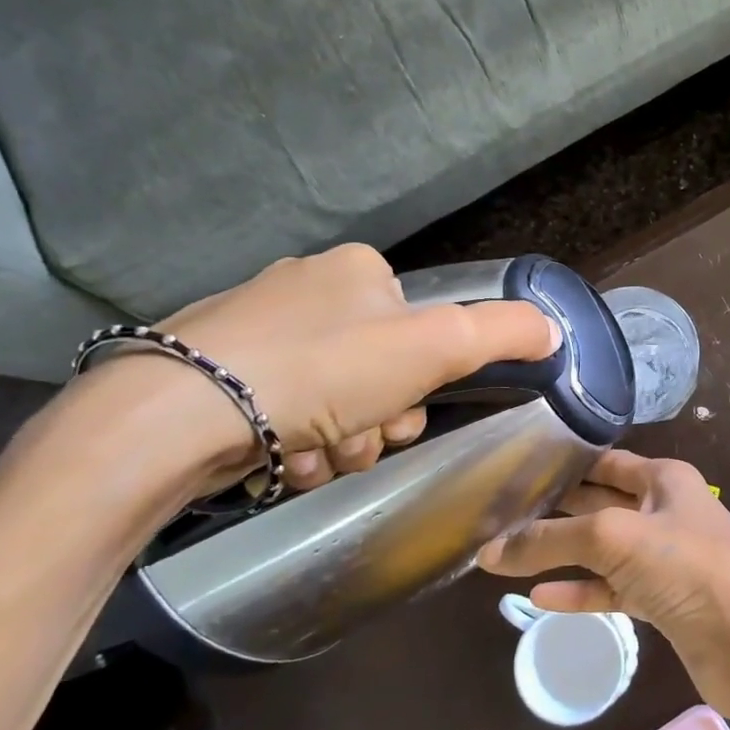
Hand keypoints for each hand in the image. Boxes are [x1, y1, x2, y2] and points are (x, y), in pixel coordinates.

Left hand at [72, 244, 559, 494]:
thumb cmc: (322, 371)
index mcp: (358, 270)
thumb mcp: (434, 347)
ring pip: (334, 400)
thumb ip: (502, 333)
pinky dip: (293, 445)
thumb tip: (553, 328)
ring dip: (340, 442)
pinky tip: (279, 460)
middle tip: (360, 441)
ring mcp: (254, 328)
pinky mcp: (213, 371)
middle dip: (378, 421)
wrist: (177, 414)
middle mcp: (306, 288)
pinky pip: (284, 412)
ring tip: (311, 457)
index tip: (405, 413)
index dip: (424, 383)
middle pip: (379, 371)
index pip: (421, 330)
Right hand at [476, 451, 729, 729]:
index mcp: (664, 478)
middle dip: (553, 510)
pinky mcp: (662, 602)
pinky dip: (579, 592)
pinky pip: (611, 589)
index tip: (511, 473)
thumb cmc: (690, 568)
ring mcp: (664, 559)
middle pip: (598, 503)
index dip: (561, 465)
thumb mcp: (616, 538)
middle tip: (496, 516)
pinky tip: (538, 598)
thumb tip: (489, 550)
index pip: (603, 462)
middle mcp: (664, 510)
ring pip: (602, 549)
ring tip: (504, 556)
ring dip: (560, 553)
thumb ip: (552, 540)